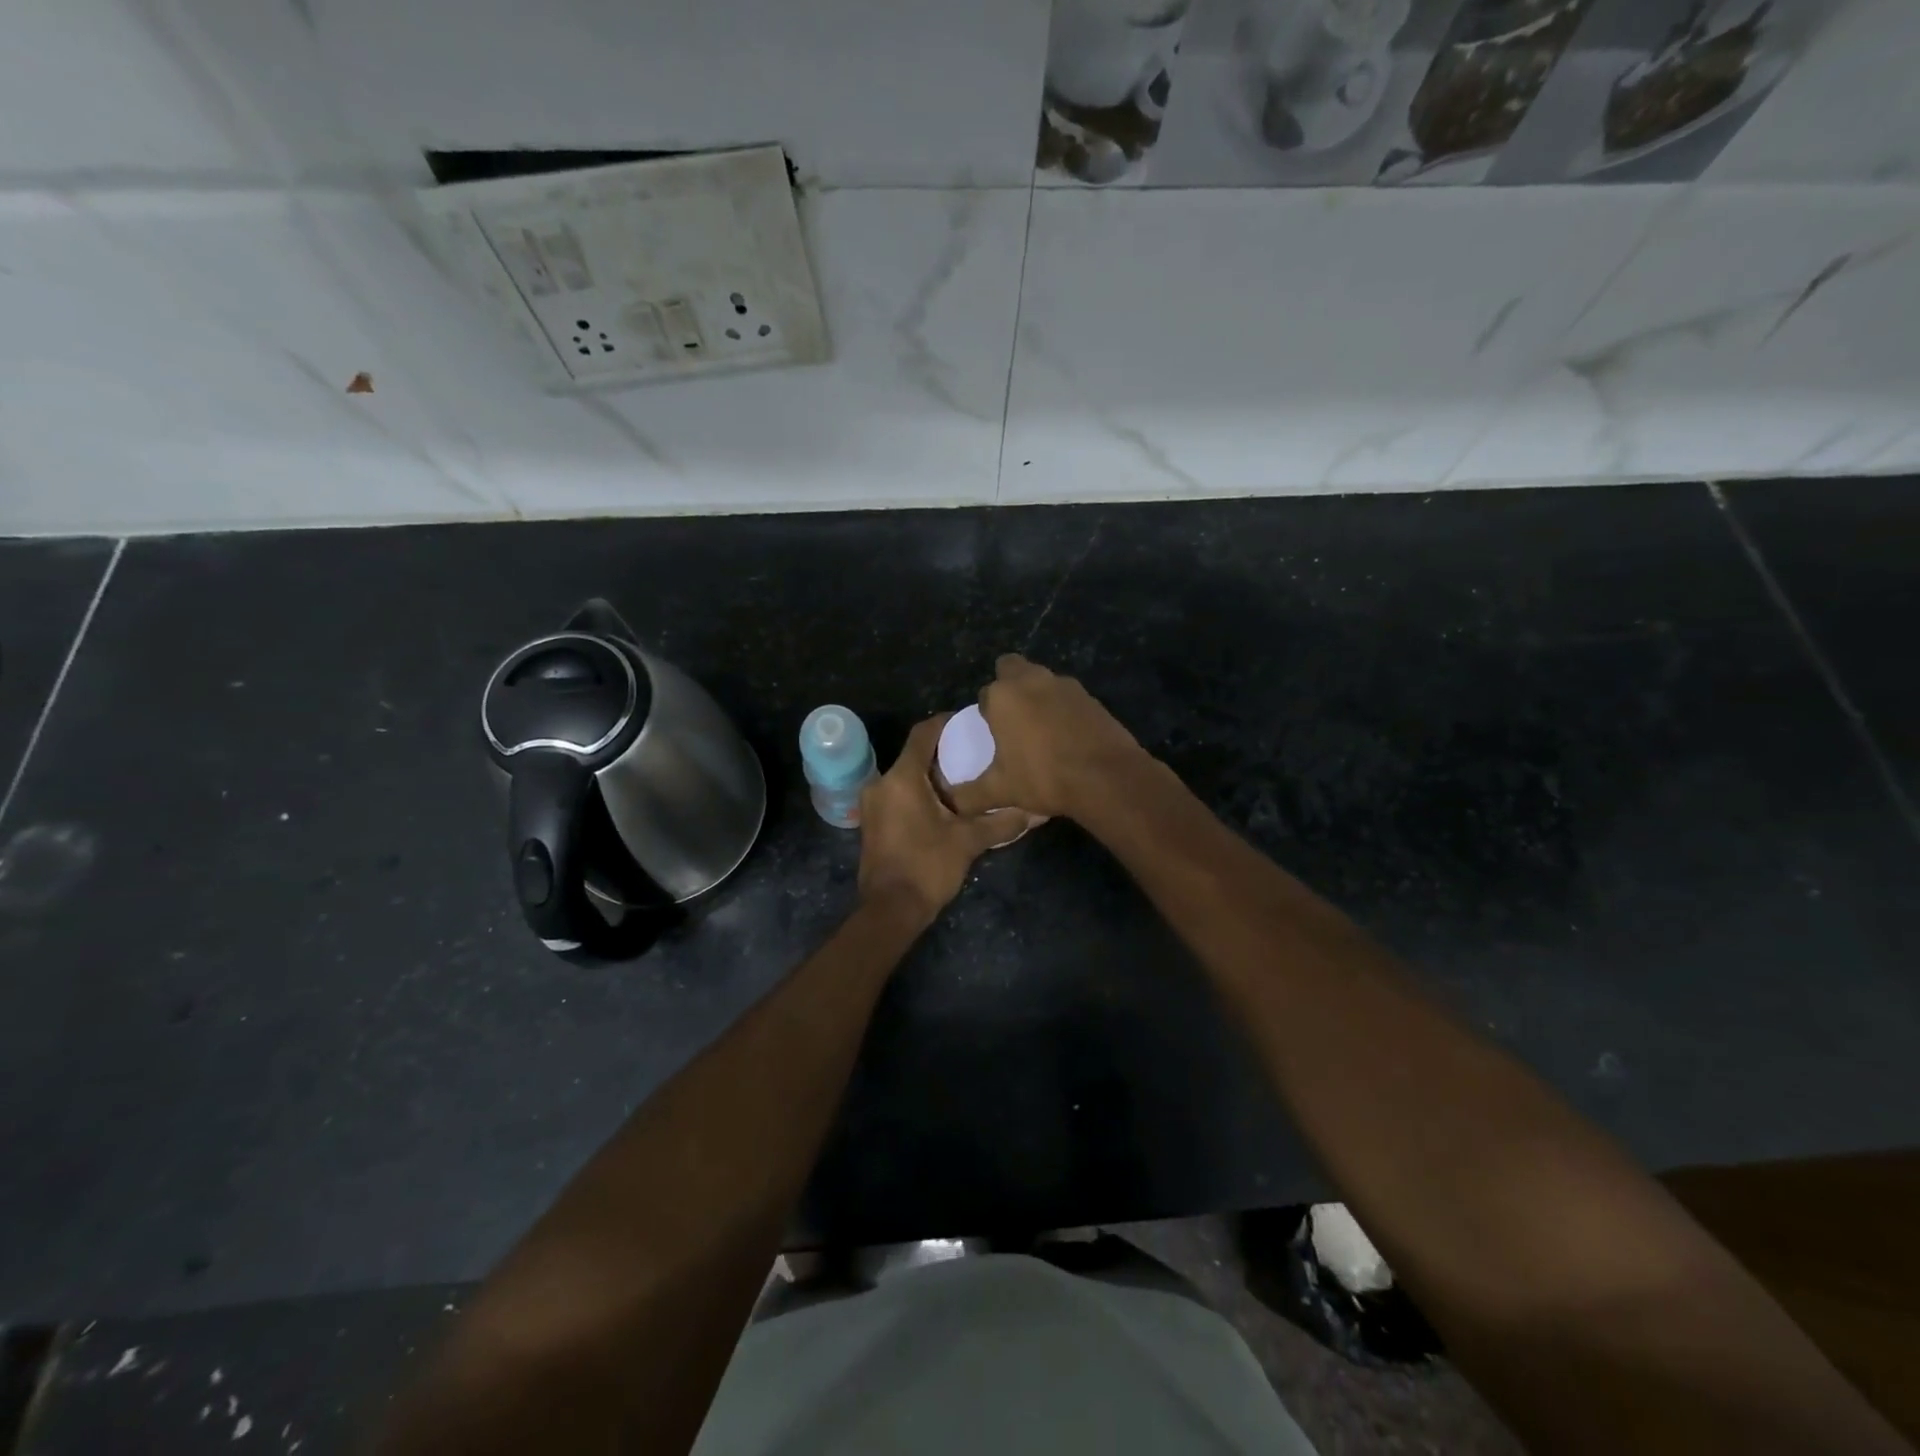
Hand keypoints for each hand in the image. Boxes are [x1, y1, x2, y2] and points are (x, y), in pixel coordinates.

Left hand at [858, 715, 1014, 923]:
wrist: (890, 910)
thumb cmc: (927, 866)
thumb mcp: (969, 841)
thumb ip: (1001, 821)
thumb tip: (1035, 812)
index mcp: (902, 778)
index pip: (922, 734)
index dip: (945, 723)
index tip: (968, 721)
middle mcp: (881, 784)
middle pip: (914, 756)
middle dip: (943, 753)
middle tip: (974, 753)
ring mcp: (873, 805)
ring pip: (905, 777)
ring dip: (931, 776)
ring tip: (965, 779)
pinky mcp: (873, 823)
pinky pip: (898, 795)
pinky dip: (919, 793)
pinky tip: (945, 805)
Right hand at [948, 655, 1144, 819]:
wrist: (1106, 778)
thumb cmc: (1044, 777)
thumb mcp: (1000, 791)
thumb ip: (969, 796)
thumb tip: (950, 803)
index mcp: (1003, 695)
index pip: (985, 694)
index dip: (987, 713)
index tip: (993, 736)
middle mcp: (1033, 680)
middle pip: (1011, 669)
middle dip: (1008, 687)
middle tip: (1012, 722)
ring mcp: (1066, 685)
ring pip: (1042, 681)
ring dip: (1037, 697)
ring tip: (1040, 733)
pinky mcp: (1091, 697)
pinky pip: (1068, 697)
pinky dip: (1063, 710)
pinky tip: (1067, 739)